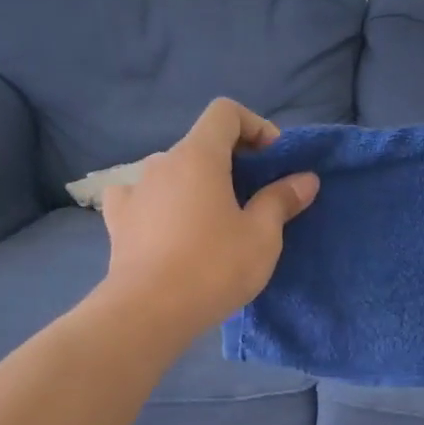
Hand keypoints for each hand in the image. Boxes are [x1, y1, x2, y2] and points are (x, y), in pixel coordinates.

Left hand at [101, 99, 318, 335]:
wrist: (149, 311)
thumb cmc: (213, 267)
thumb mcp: (262, 236)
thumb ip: (281, 200)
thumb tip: (305, 179)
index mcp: (198, 156)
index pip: (225, 112)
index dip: (254, 125)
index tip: (271, 159)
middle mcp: (162, 163)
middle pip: (200, 144)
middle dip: (230, 161)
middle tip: (252, 197)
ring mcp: (134, 191)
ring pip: (172, 172)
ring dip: (196, 184)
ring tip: (213, 220)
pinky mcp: (118, 221)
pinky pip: (140, 197)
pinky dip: (158, 203)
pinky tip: (166, 226)